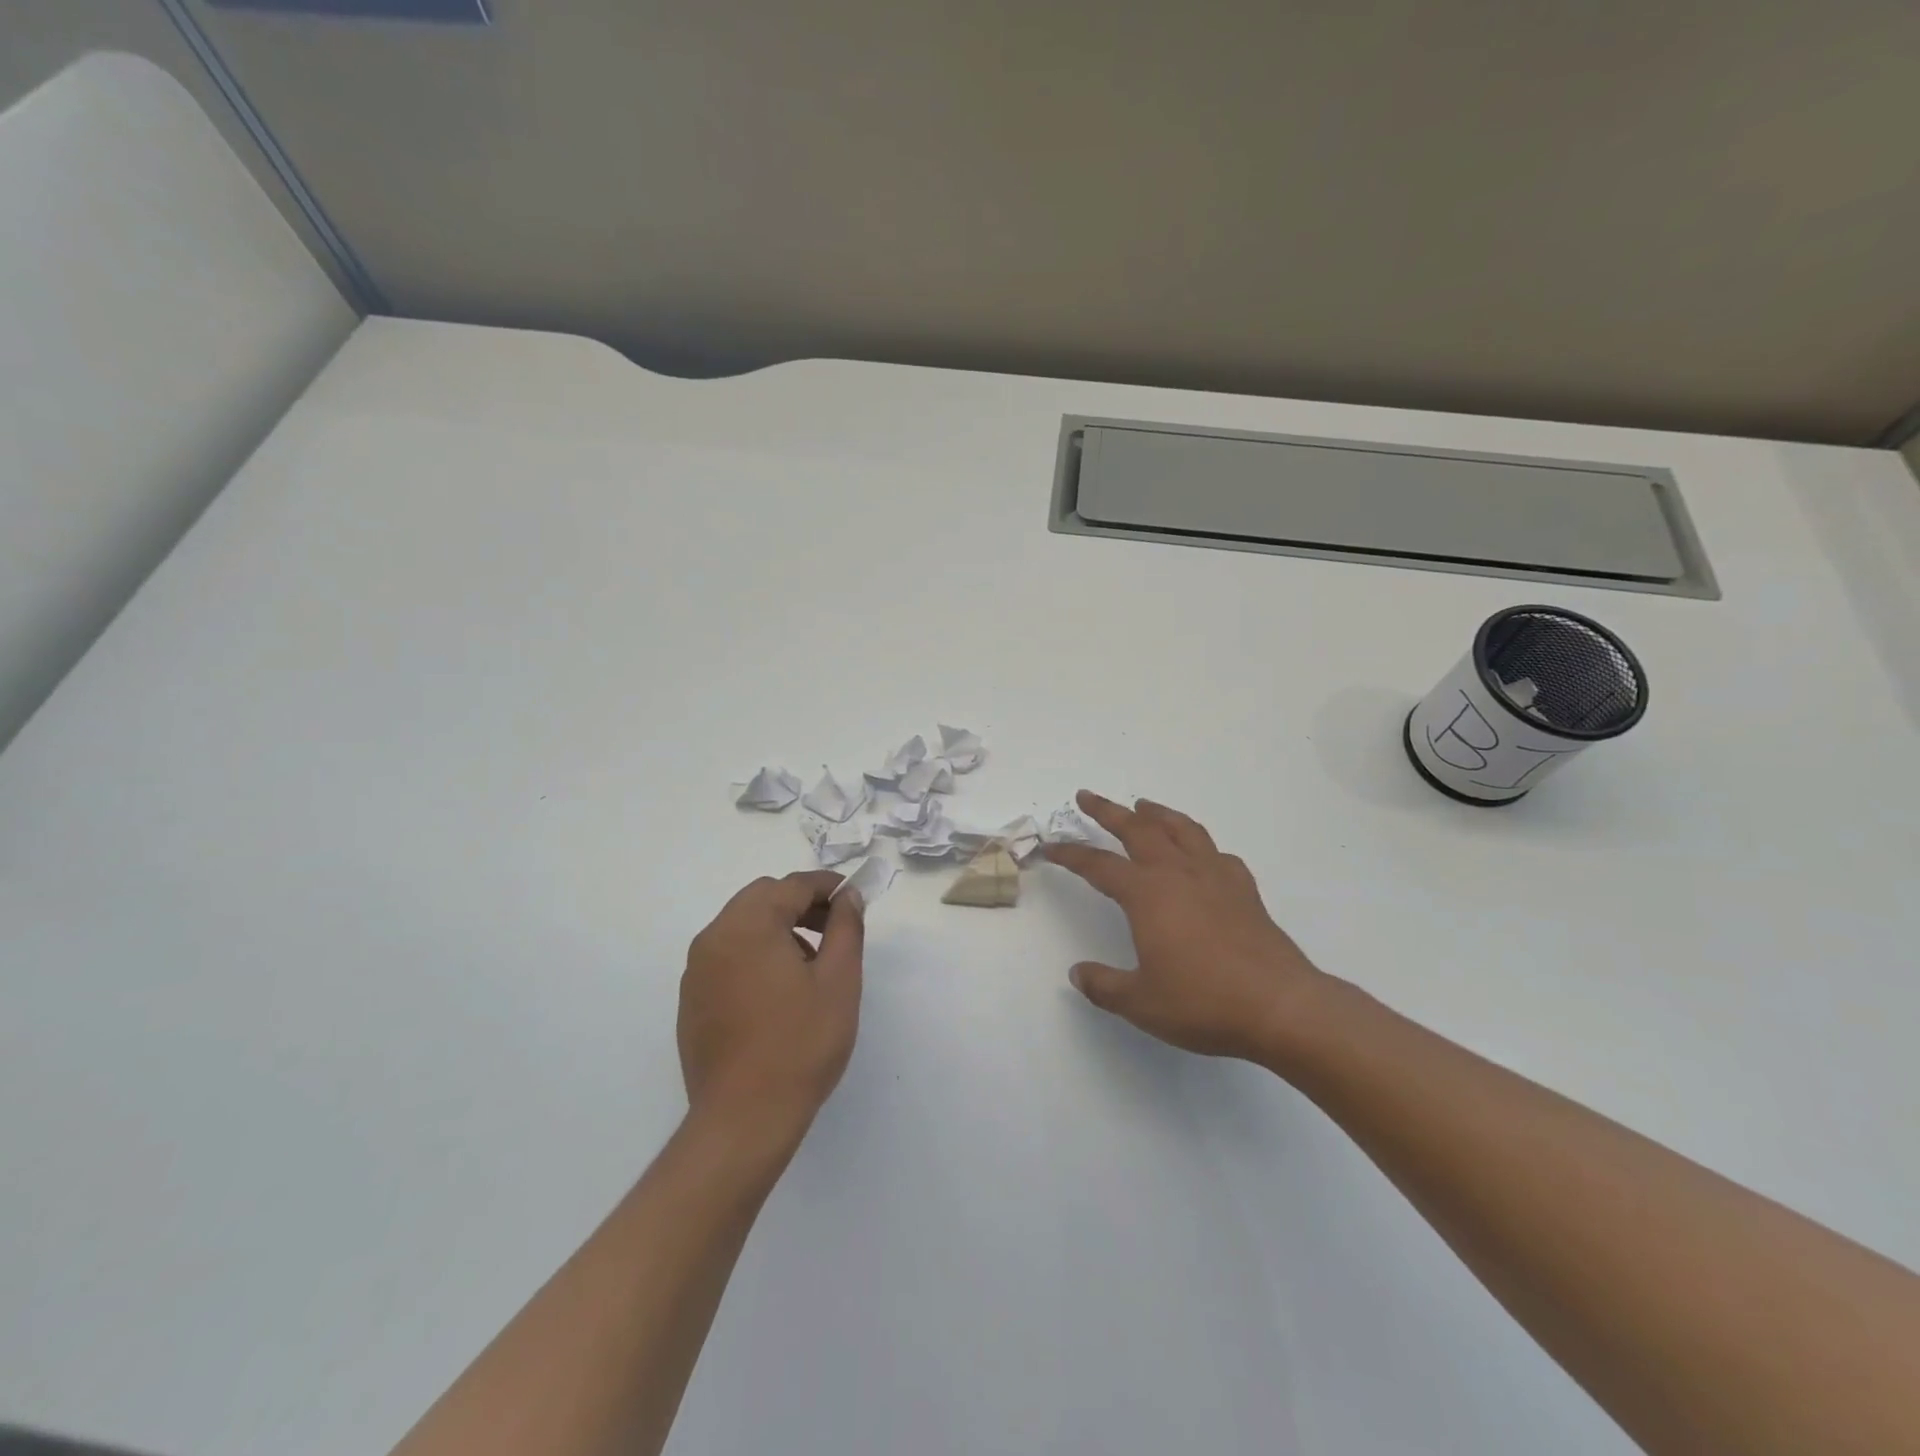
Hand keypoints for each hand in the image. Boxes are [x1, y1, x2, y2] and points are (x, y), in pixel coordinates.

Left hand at [679, 870, 863, 1146]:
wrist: (744, 1119)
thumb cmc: (800, 1043)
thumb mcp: (839, 980)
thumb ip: (846, 927)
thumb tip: (847, 896)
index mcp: (749, 925)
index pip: (791, 886)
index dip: (826, 886)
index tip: (853, 898)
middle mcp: (714, 938)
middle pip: (762, 899)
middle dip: (800, 905)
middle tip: (835, 929)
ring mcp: (697, 971)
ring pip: (742, 926)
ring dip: (778, 928)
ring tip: (811, 963)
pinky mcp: (692, 1000)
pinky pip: (727, 956)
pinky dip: (755, 954)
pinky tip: (779, 992)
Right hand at [1044, 791, 1328, 1063]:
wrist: (1280, 1005)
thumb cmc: (1203, 1002)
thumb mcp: (1141, 1002)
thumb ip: (1103, 985)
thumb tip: (1078, 973)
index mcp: (1147, 894)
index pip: (1098, 865)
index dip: (1071, 854)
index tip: (1051, 847)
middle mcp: (1179, 874)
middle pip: (1138, 829)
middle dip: (1109, 811)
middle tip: (1088, 797)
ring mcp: (1216, 878)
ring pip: (1182, 830)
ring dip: (1158, 813)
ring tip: (1144, 805)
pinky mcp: (1245, 891)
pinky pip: (1217, 855)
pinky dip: (1201, 846)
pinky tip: (1200, 855)